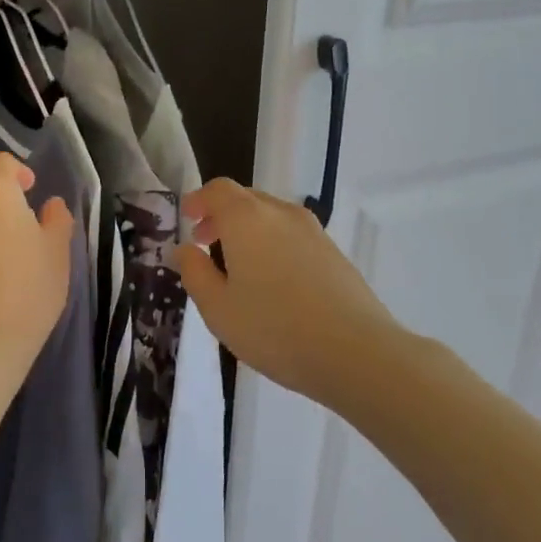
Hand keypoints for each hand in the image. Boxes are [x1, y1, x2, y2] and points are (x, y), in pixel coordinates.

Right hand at [172, 179, 398, 405]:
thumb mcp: (218, 308)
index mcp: (247, 218)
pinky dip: (273, 244)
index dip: (199, 200)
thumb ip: (195, 273)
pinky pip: (293, 236)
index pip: (218, 190)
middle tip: (205, 242)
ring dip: (249, 231)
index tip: (188, 219)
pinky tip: (273, 282)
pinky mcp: (334, 252)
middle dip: (221, 215)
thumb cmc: (274, 328)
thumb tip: (185, 250)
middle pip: (246, 199)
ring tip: (238, 266)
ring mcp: (313, 231)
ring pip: (272, 217)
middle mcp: (281, 213)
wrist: (356, 351)